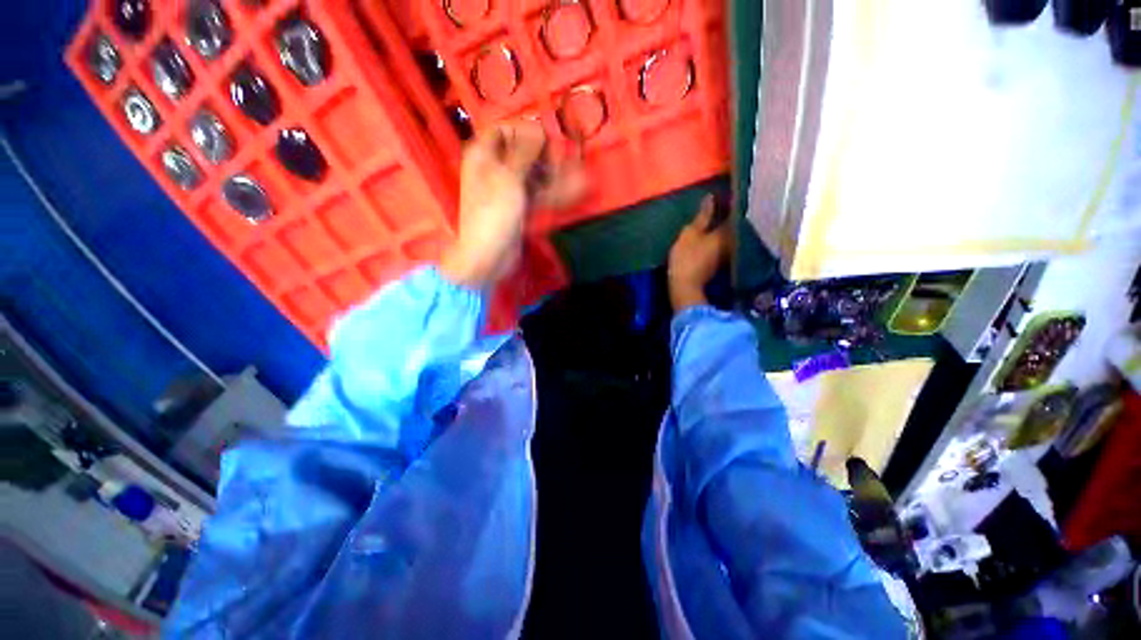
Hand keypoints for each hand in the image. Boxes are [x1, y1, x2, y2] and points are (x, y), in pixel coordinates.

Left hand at [440, 120, 585, 288]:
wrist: (488, 256)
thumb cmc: (494, 213)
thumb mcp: (508, 177)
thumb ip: (524, 151)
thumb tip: (538, 128)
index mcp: (483, 155)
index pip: (502, 129)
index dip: (523, 129)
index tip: (545, 137)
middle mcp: (495, 169)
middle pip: (521, 153)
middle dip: (543, 154)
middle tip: (562, 159)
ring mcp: (508, 190)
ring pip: (533, 174)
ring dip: (554, 173)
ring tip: (579, 173)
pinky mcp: (520, 207)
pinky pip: (538, 193)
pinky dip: (554, 191)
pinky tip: (576, 188)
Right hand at [668, 195, 730, 310]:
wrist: (685, 286)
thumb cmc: (687, 257)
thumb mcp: (690, 233)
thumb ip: (702, 216)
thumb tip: (711, 197)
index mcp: (727, 231)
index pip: (736, 211)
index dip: (734, 199)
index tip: (731, 189)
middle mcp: (733, 241)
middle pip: (737, 223)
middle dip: (734, 212)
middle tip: (727, 199)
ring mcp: (729, 253)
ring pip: (733, 233)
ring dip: (728, 224)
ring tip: (722, 213)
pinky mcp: (722, 262)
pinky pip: (726, 242)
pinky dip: (723, 235)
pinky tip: (716, 231)